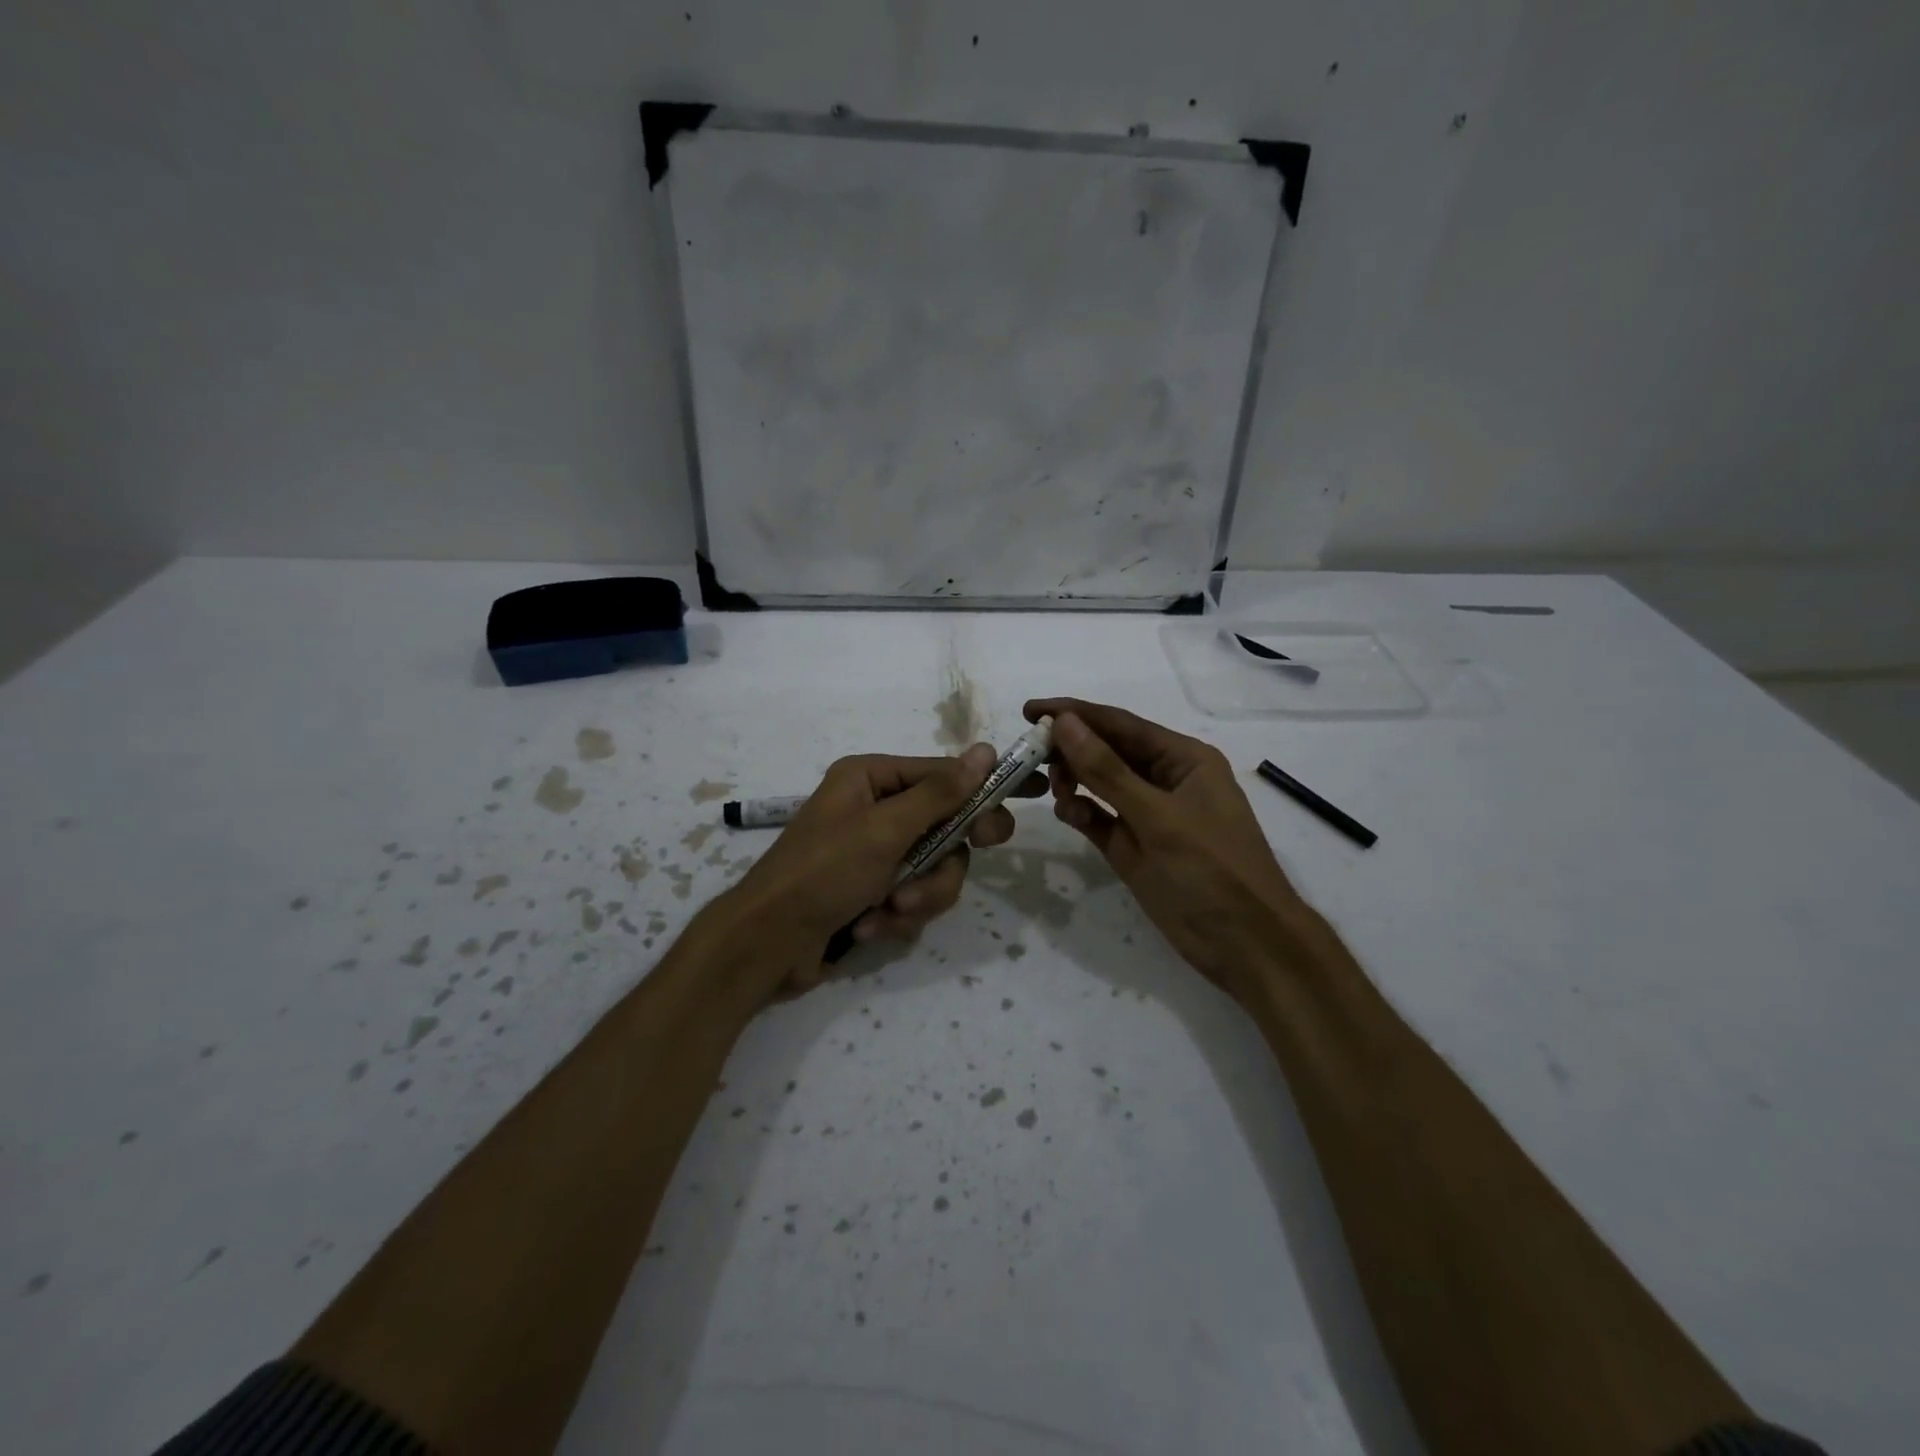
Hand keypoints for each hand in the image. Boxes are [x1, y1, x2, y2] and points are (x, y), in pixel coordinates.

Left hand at [724, 744, 1031, 994]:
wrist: (767, 945)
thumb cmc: (823, 873)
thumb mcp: (885, 829)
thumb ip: (940, 794)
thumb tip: (985, 750)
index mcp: (871, 779)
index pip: (943, 775)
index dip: (981, 793)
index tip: (1019, 809)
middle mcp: (875, 810)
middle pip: (944, 827)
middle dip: (943, 859)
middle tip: (957, 866)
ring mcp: (874, 853)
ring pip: (933, 868)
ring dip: (919, 894)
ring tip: (892, 911)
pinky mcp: (873, 892)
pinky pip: (912, 896)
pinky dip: (898, 916)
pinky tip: (869, 926)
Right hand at [1024, 698, 1317, 1004]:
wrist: (1245, 945)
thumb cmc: (1209, 870)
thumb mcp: (1156, 817)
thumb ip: (1106, 770)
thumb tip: (1063, 723)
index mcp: (1184, 759)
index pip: (1120, 724)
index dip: (1074, 714)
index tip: (1029, 710)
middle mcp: (1166, 779)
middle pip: (1108, 751)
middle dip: (1071, 749)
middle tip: (1031, 754)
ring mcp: (1150, 815)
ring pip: (1101, 784)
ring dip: (1075, 781)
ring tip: (1054, 789)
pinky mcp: (1136, 847)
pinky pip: (1101, 818)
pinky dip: (1082, 812)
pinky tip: (1067, 813)